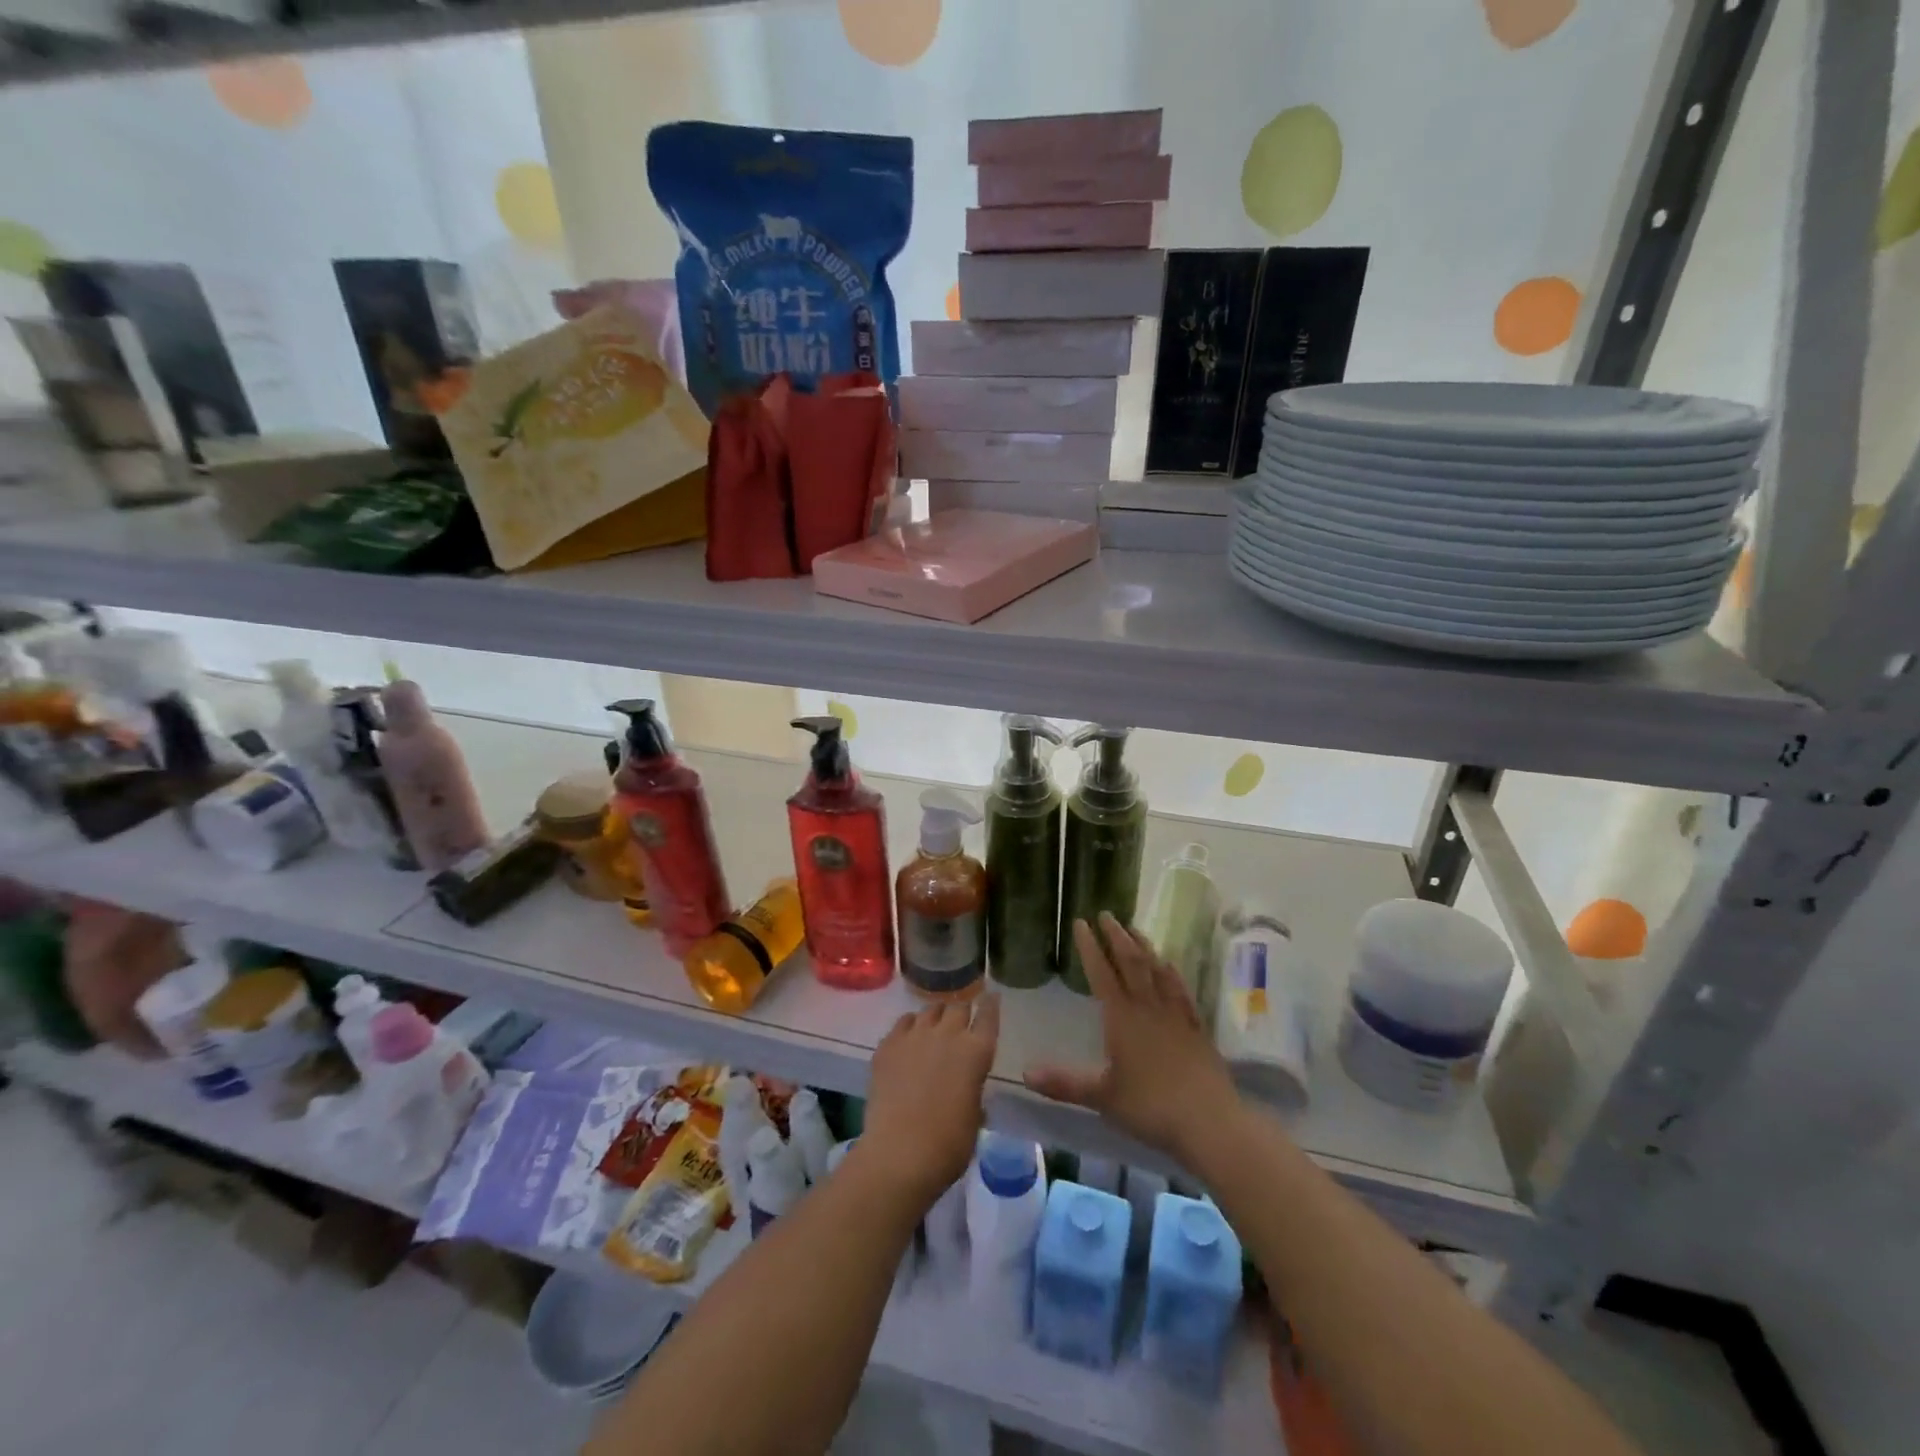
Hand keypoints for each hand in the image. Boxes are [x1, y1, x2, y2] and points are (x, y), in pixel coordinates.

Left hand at [858, 996, 1000, 1207]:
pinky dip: (911, 1025)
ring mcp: (915, 1035)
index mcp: (976, 1052)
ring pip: (930, 1010)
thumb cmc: (948, 1145)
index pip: (988, 1015)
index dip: (990, 1005)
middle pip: (958, 1007)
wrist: (900, 1153)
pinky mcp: (888, 1044)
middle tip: (960, 1026)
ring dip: (936, 1017)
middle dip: (961, 1013)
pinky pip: (903, 1022)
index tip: (991, 997)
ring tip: (934, 1029)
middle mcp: (947, 1034)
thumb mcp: (974, 1117)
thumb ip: (973, 1091)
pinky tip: (909, 1037)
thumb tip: (967, 1087)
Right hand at [1025, 914, 1239, 1161]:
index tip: (1081, 922)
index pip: (1102, 973)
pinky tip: (1169, 965)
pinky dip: (1171, 972)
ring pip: (1157, 970)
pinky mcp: (1196, 1028)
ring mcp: (1175, 1015)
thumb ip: (1064, 1083)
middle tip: (1106, 914)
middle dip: (1116, 936)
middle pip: (1131, 962)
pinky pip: (1180, 990)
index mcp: (1122, 1018)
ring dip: (1143, 946)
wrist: (1210, 1121)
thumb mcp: (1102, 1097)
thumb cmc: (1151, 1107)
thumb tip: (1025, 1073)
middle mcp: (1148, 1007)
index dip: (1090, 947)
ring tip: (1134, 928)